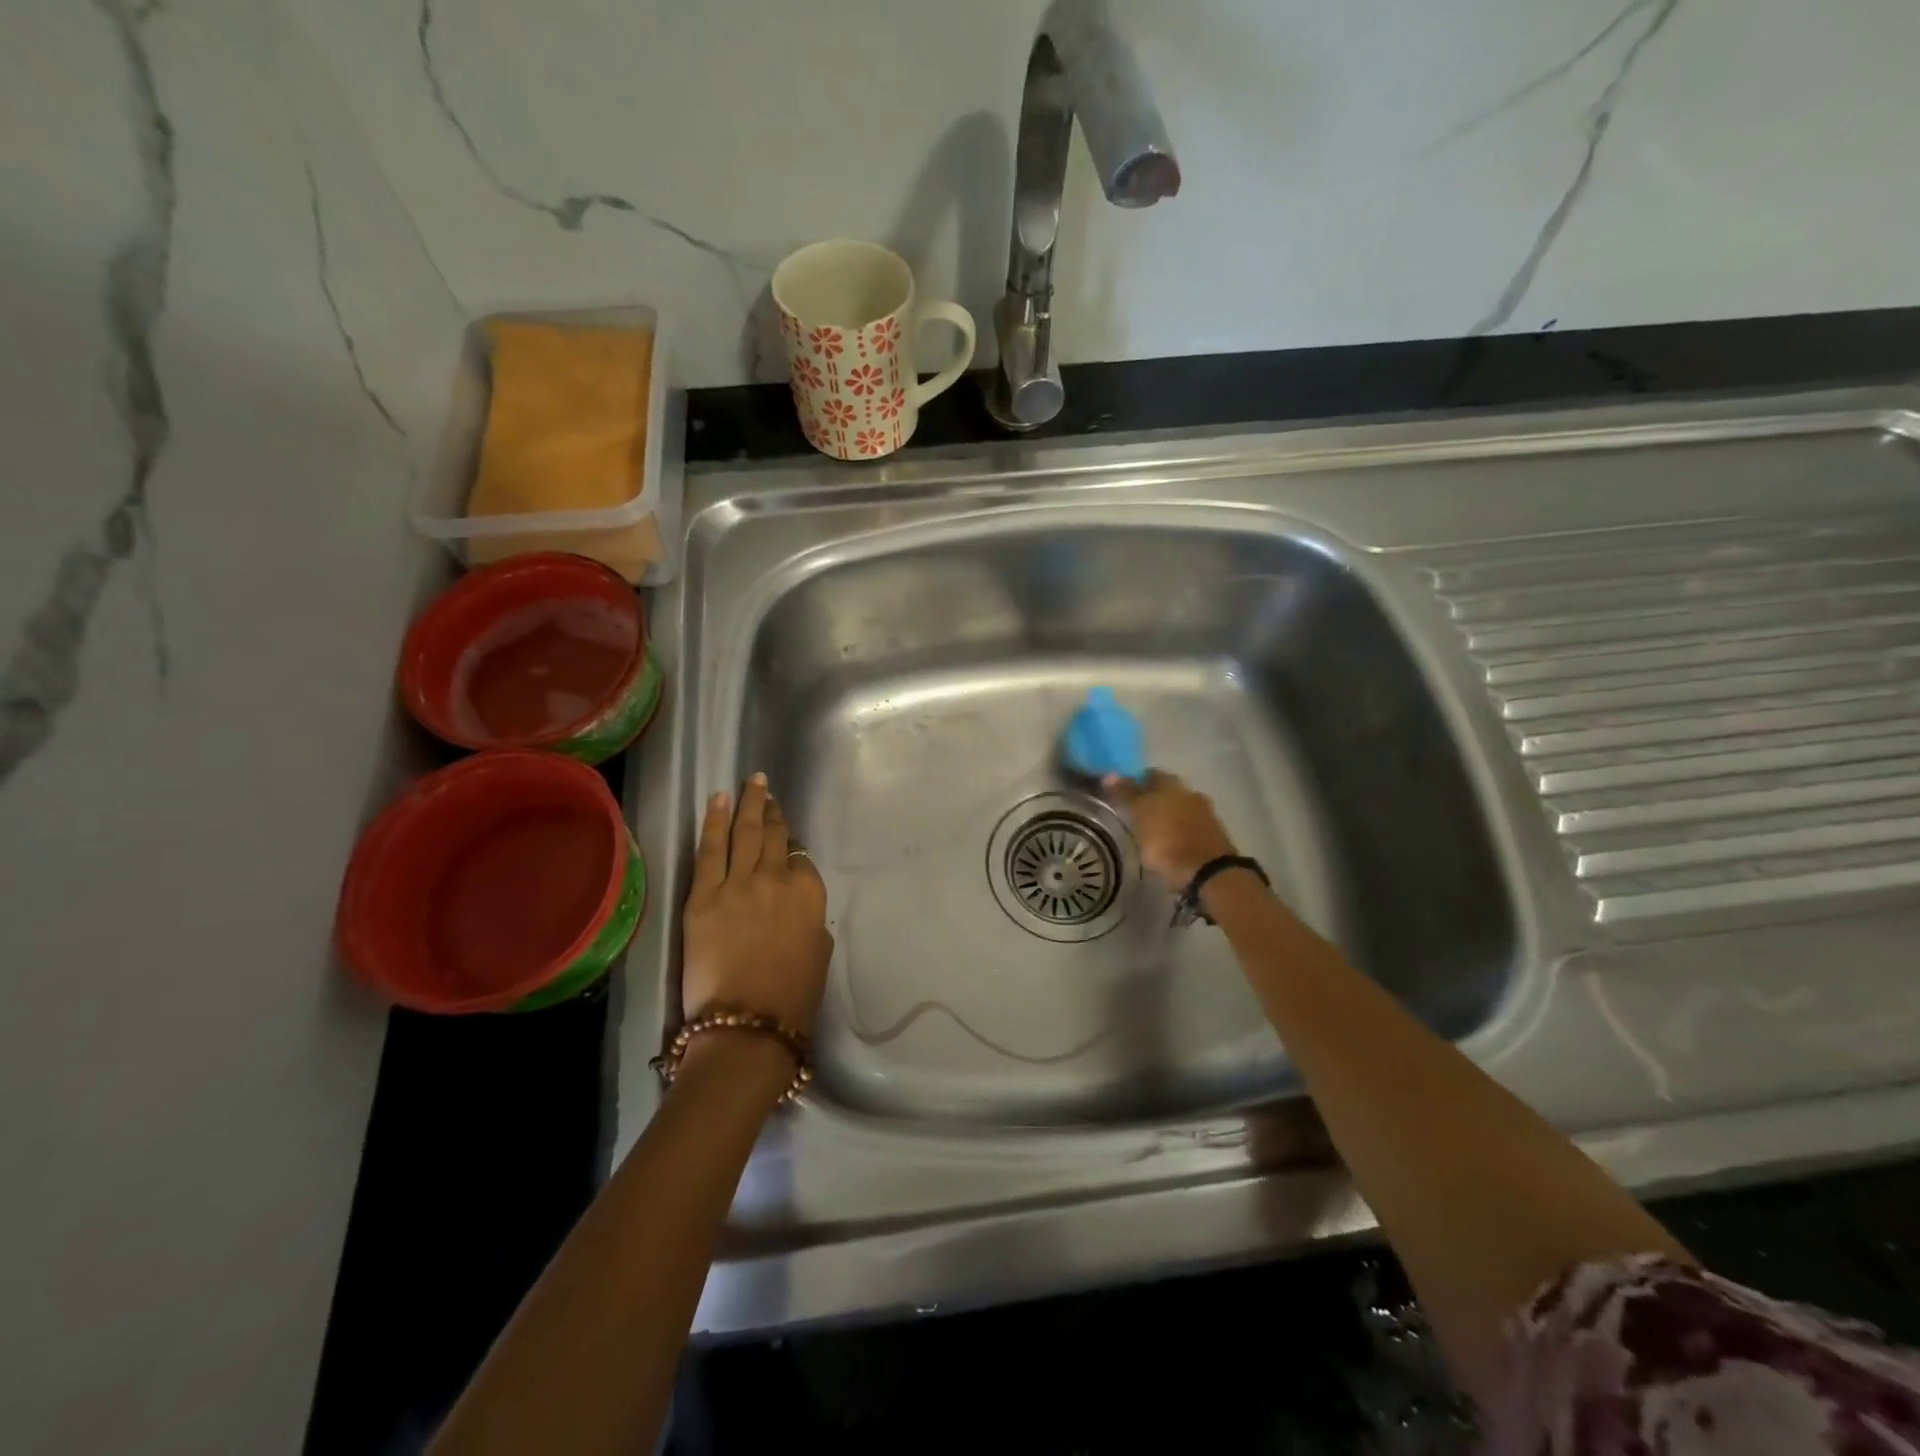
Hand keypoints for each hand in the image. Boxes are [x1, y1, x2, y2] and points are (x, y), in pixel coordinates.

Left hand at [681, 773, 832, 1036]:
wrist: (747, 1025)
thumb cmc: (793, 997)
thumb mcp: (819, 952)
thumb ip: (810, 918)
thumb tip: (794, 907)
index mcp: (810, 893)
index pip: (800, 857)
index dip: (791, 847)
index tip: (785, 842)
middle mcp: (776, 878)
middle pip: (773, 836)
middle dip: (771, 811)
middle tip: (767, 789)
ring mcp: (738, 884)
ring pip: (745, 833)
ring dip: (749, 803)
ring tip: (752, 782)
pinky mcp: (702, 897)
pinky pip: (711, 850)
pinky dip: (715, 821)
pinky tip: (719, 800)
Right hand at [1103, 771, 1238, 888]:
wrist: (1207, 873)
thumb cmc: (1165, 841)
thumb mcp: (1138, 815)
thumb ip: (1125, 793)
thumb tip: (1109, 774)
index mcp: (1170, 783)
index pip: (1148, 774)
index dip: (1134, 782)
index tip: (1121, 796)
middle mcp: (1189, 792)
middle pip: (1165, 791)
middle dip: (1152, 800)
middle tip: (1134, 815)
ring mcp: (1205, 814)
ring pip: (1179, 809)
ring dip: (1167, 817)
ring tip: (1151, 833)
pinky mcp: (1213, 836)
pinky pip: (1189, 827)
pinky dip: (1178, 832)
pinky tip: (1170, 845)